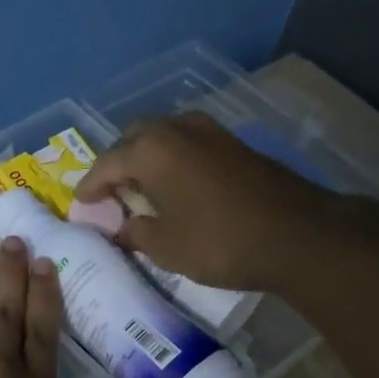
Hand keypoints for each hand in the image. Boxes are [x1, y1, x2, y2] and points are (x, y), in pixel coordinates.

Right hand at [74, 112, 337, 290]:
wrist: (298, 235)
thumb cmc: (220, 242)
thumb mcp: (166, 247)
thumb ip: (136, 233)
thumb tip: (122, 228)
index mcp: (152, 150)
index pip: (107, 163)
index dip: (91, 185)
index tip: (80, 201)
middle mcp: (178, 130)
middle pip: (135, 137)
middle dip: (118, 161)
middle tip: (112, 191)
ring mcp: (211, 133)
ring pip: (165, 135)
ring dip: (148, 156)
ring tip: (143, 187)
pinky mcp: (235, 145)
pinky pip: (189, 143)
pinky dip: (174, 159)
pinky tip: (177, 185)